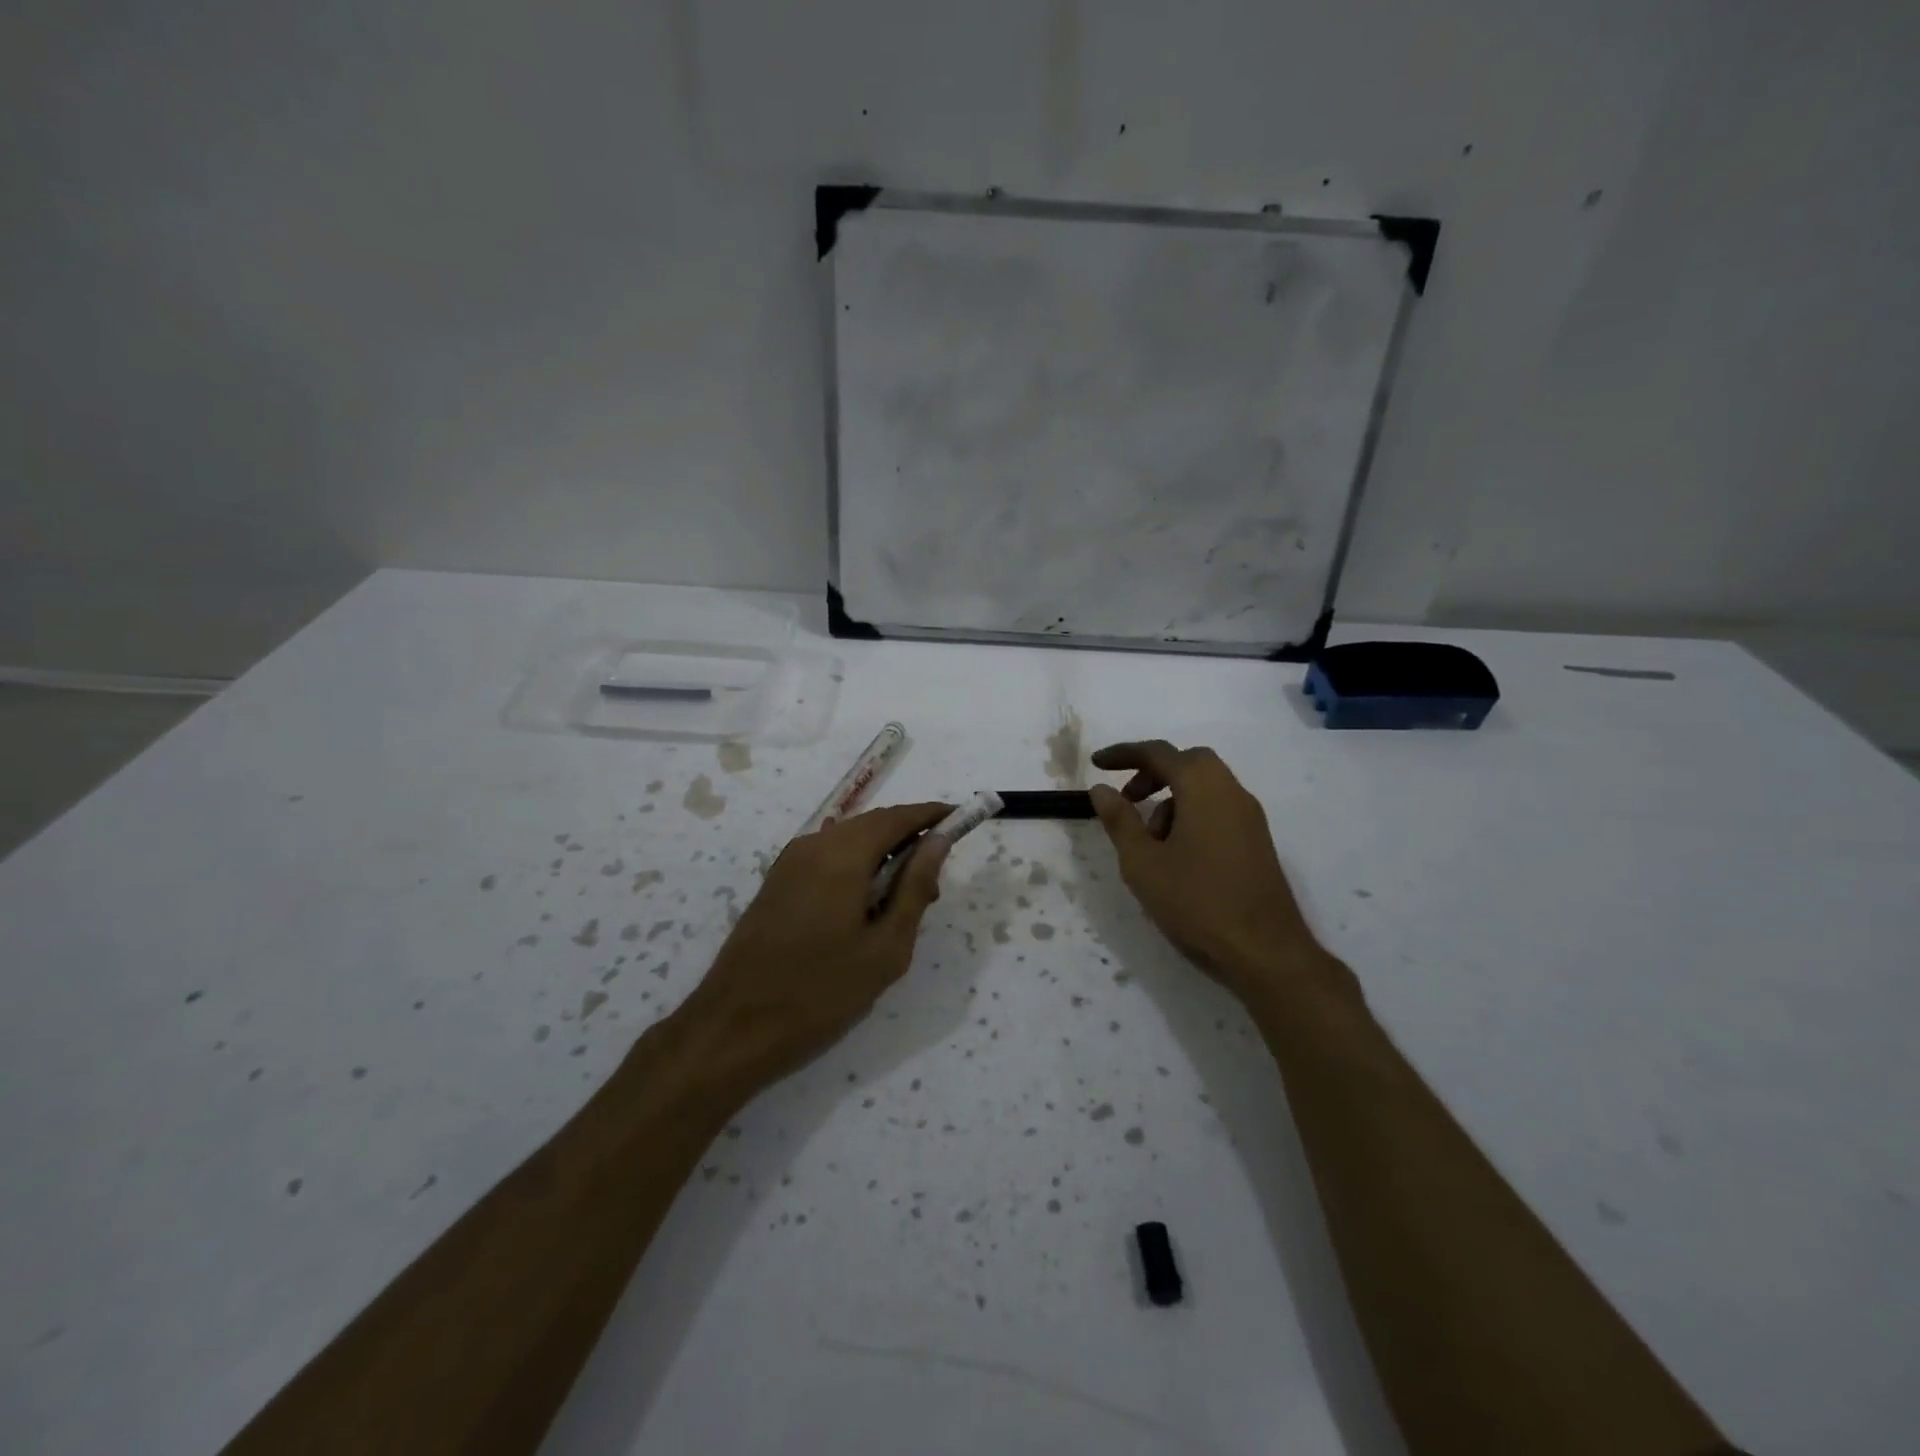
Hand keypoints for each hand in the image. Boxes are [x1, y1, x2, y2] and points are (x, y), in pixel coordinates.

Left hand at [673, 802, 953, 1090]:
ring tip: (904, 898)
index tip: (962, 819)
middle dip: (909, 837)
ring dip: (882, 854)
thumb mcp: (885, 948)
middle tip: (936, 877)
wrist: (733, 1027)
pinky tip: (866, 904)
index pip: (899, 817)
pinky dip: (856, 866)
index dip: (932, 815)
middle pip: (873, 824)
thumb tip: (939, 842)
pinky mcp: (777, 882)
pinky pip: (827, 857)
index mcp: (842, 854)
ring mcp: (789, 862)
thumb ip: (914, 888)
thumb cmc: (820, 992)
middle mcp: (813, 845)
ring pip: (849, 841)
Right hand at [1088, 741, 1344, 1004]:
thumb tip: (1102, 788)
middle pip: (1187, 763)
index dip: (1123, 754)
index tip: (1096, 764)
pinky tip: (1177, 856)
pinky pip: (1218, 809)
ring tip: (1149, 842)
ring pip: (1204, 787)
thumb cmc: (1197, 902)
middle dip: (1152, 774)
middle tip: (1127, 800)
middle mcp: (1231, 791)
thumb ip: (1120, 820)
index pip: (1158, 753)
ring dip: (1171, 799)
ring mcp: (1250, 816)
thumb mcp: (1143, 863)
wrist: (1266, 952)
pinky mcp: (1257, 840)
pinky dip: (1191, 814)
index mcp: (1203, 787)